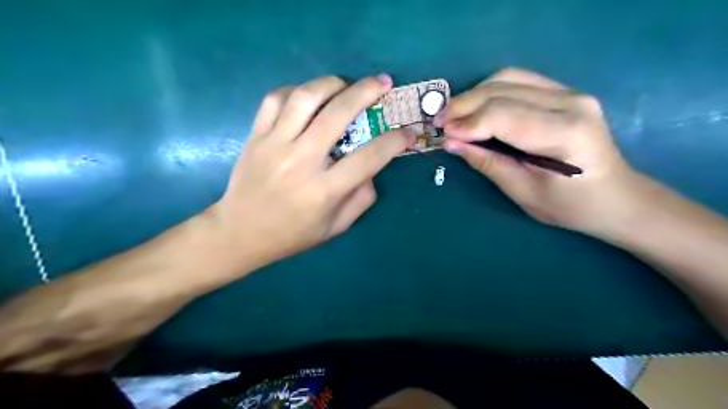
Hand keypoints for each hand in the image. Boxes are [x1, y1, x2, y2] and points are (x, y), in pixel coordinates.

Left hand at [207, 75, 410, 273]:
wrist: (240, 233)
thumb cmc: (292, 235)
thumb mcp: (335, 227)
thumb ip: (360, 198)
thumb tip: (372, 169)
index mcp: (324, 190)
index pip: (369, 158)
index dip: (394, 141)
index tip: (407, 132)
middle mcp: (301, 162)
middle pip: (338, 114)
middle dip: (366, 92)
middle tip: (382, 82)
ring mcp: (274, 145)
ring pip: (305, 98)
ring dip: (331, 83)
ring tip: (345, 84)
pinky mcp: (255, 136)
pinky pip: (275, 99)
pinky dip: (296, 90)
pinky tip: (308, 96)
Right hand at [438, 68, 641, 235]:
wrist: (615, 196)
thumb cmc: (570, 206)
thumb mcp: (523, 192)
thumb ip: (488, 163)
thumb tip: (451, 142)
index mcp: (565, 134)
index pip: (504, 115)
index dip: (467, 122)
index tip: (442, 133)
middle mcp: (571, 103)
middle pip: (503, 90)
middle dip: (464, 105)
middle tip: (439, 121)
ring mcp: (570, 92)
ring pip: (508, 78)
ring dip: (474, 94)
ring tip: (454, 115)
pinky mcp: (564, 92)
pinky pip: (518, 81)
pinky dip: (490, 92)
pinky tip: (476, 108)